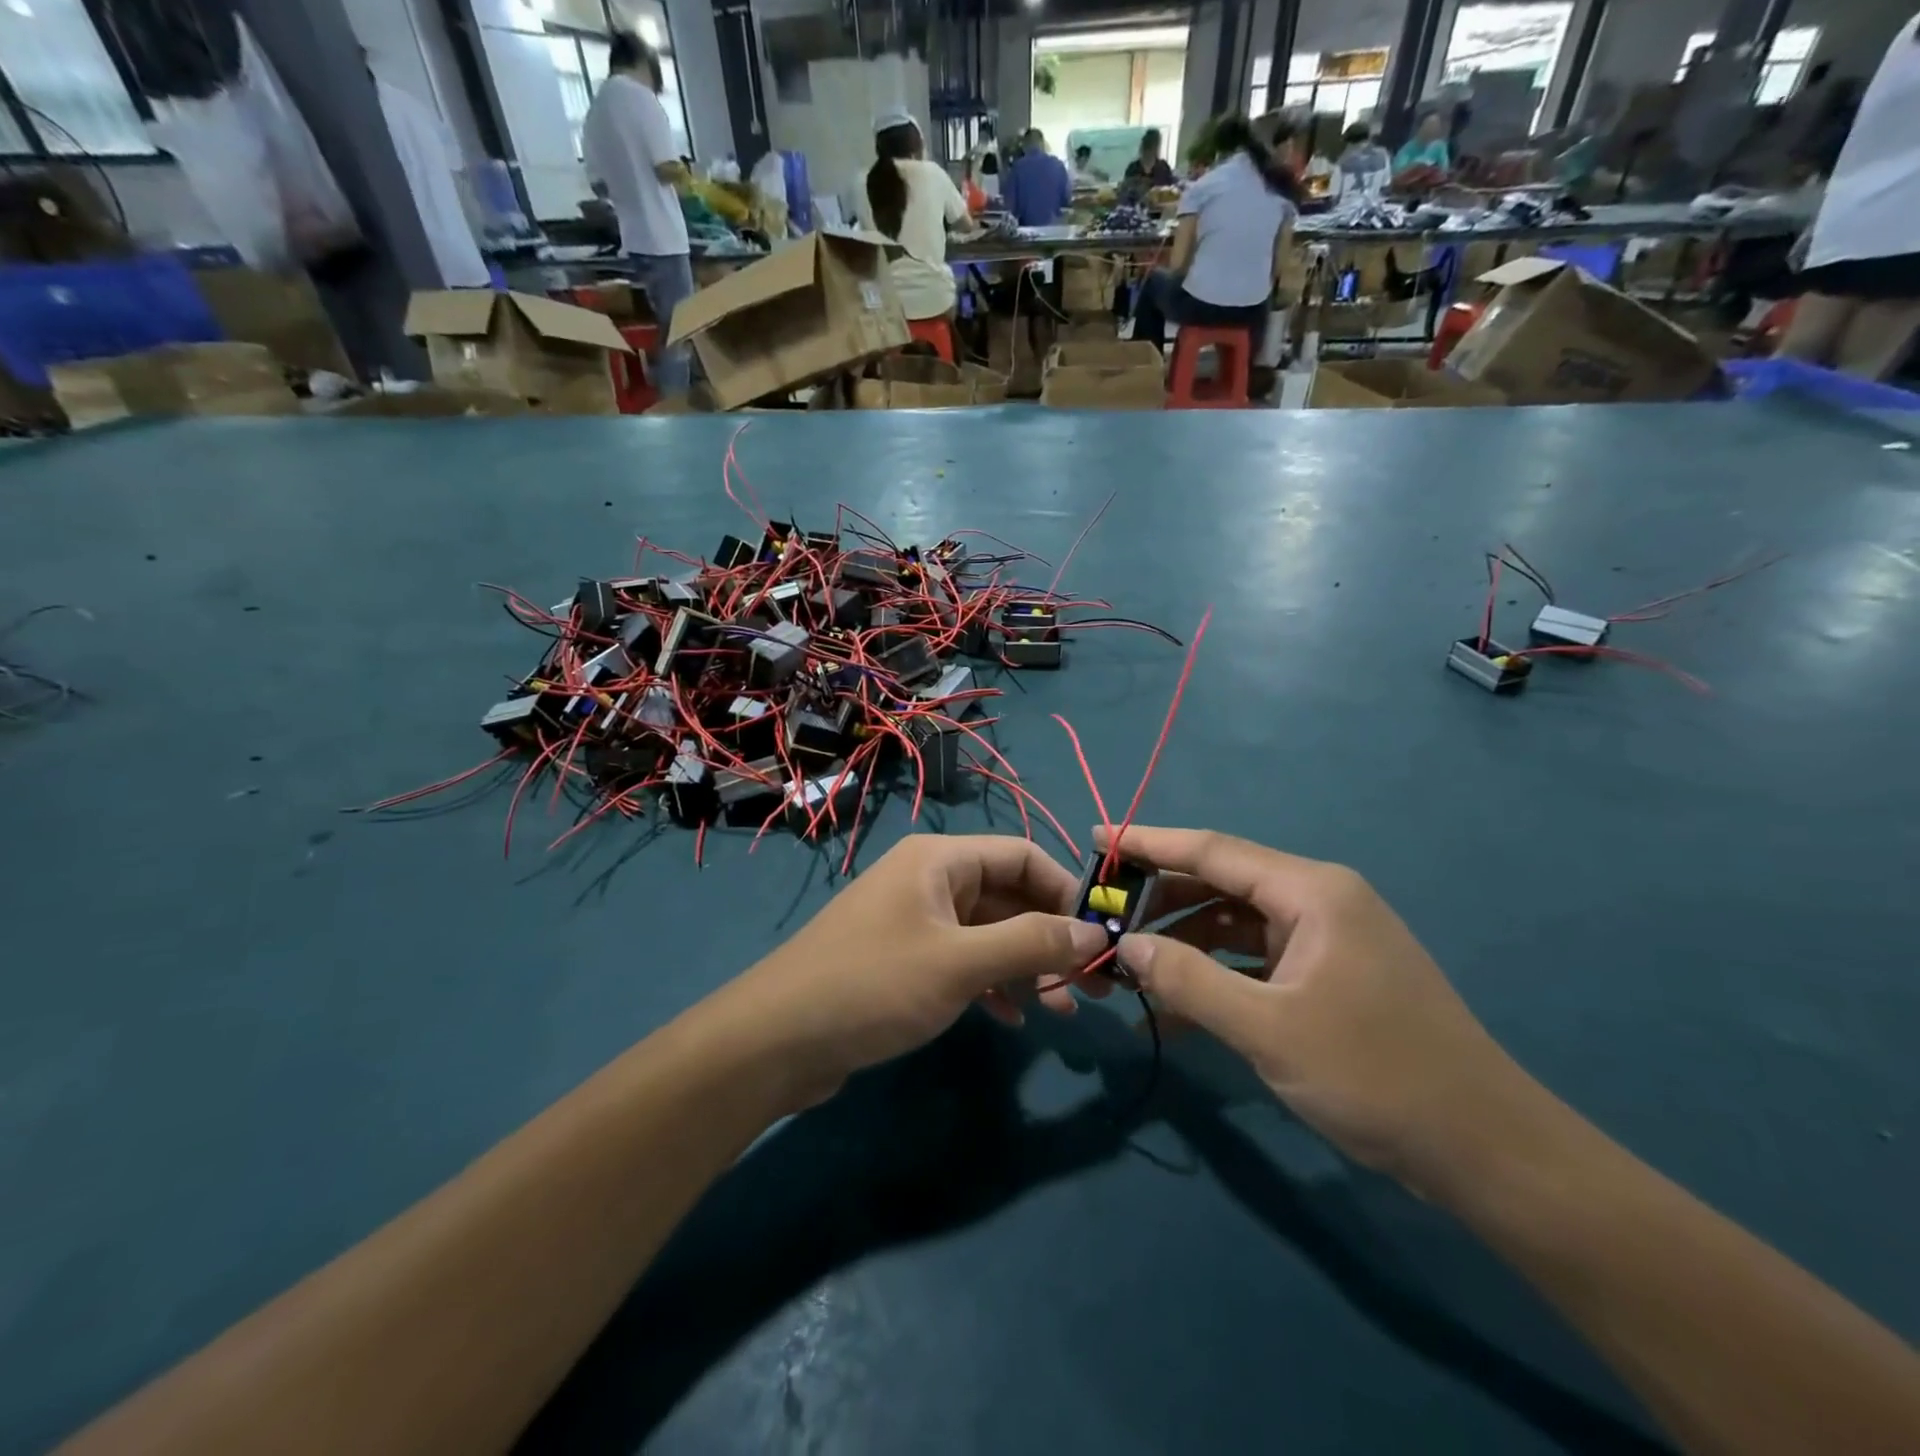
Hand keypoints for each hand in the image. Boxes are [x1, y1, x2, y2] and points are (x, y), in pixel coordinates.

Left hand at [722, 835, 1107, 1107]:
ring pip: (986, 932)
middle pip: (1007, 895)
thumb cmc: (874, 985)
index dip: (1066, 891)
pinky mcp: (901, 959)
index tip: (1100, 935)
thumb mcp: (960, 964)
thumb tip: (1093, 932)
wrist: (777, 1039)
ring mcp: (913, 920)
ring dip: (1024, 965)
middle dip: (1049, 935)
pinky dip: (990, 982)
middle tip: (1092, 983)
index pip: (1022, 855)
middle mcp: (929, 880)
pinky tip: (1010, 1017)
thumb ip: (1031, 943)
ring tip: (1060, 1008)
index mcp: (940, 860)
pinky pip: (960, 960)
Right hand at [1102, 826, 1538, 1186]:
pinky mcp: (1328, 977)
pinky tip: (1176, 1011)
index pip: (1213, 850)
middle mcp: (1318, 902)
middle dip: (1160, 901)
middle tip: (1103, 918)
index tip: (1096, 838)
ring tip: (1130, 969)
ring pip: (1234, 925)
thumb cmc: (1377, 1076)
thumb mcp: (1269, 1029)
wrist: (1485, 1151)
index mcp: (1311, 892)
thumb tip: (1127, 945)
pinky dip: (1216, 977)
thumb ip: (1190, 981)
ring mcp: (1326, 940)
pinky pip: (1255, 961)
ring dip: (1184, 945)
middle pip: (1221, 884)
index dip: (1149, 843)